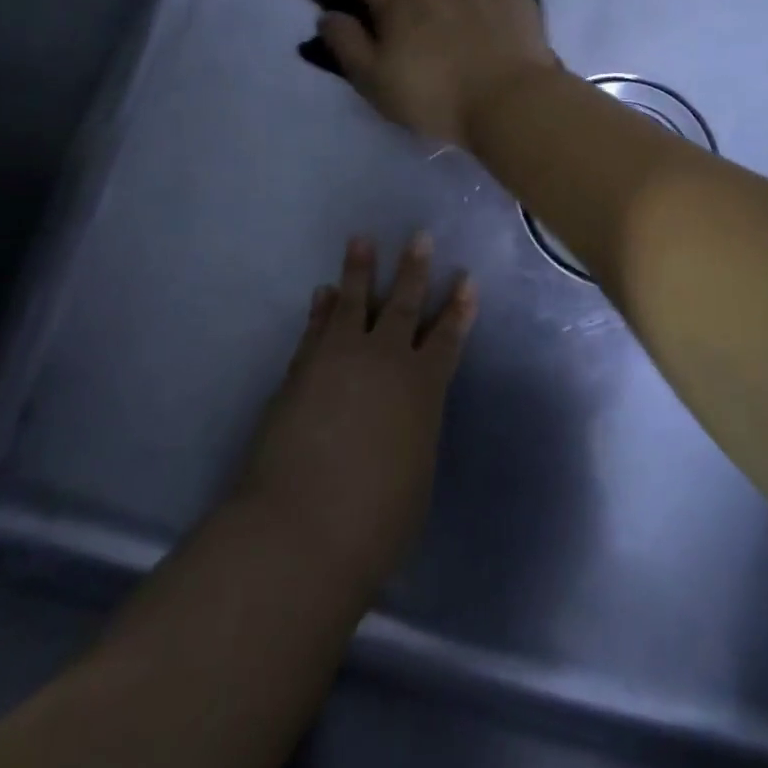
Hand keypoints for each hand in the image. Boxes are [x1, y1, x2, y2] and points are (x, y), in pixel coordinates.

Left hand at [235, 233, 475, 588]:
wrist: (300, 531)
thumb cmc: (376, 520)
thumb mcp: (416, 474)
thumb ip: (414, 435)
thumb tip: (402, 418)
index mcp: (423, 388)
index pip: (447, 338)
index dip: (458, 308)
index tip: (466, 279)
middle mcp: (385, 361)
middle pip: (402, 305)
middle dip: (414, 270)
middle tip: (419, 236)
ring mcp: (339, 360)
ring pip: (353, 302)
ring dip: (359, 270)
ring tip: (361, 240)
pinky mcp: (301, 370)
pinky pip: (316, 328)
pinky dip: (321, 308)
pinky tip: (323, 292)